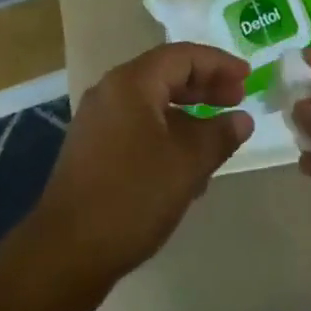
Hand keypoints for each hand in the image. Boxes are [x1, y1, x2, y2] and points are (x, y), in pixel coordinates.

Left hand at [31, 43, 254, 284]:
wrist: (63, 255)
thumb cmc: (130, 197)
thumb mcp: (185, 165)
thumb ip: (218, 136)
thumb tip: (242, 119)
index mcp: (132, 81)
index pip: (183, 56)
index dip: (218, 64)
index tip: (247, 77)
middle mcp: (112, 91)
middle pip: (166, 75)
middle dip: (204, 87)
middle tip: (237, 99)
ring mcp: (98, 121)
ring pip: (153, 104)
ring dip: (187, 115)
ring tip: (217, 136)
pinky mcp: (92, 151)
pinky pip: (138, 127)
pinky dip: (166, 135)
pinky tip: (185, 168)